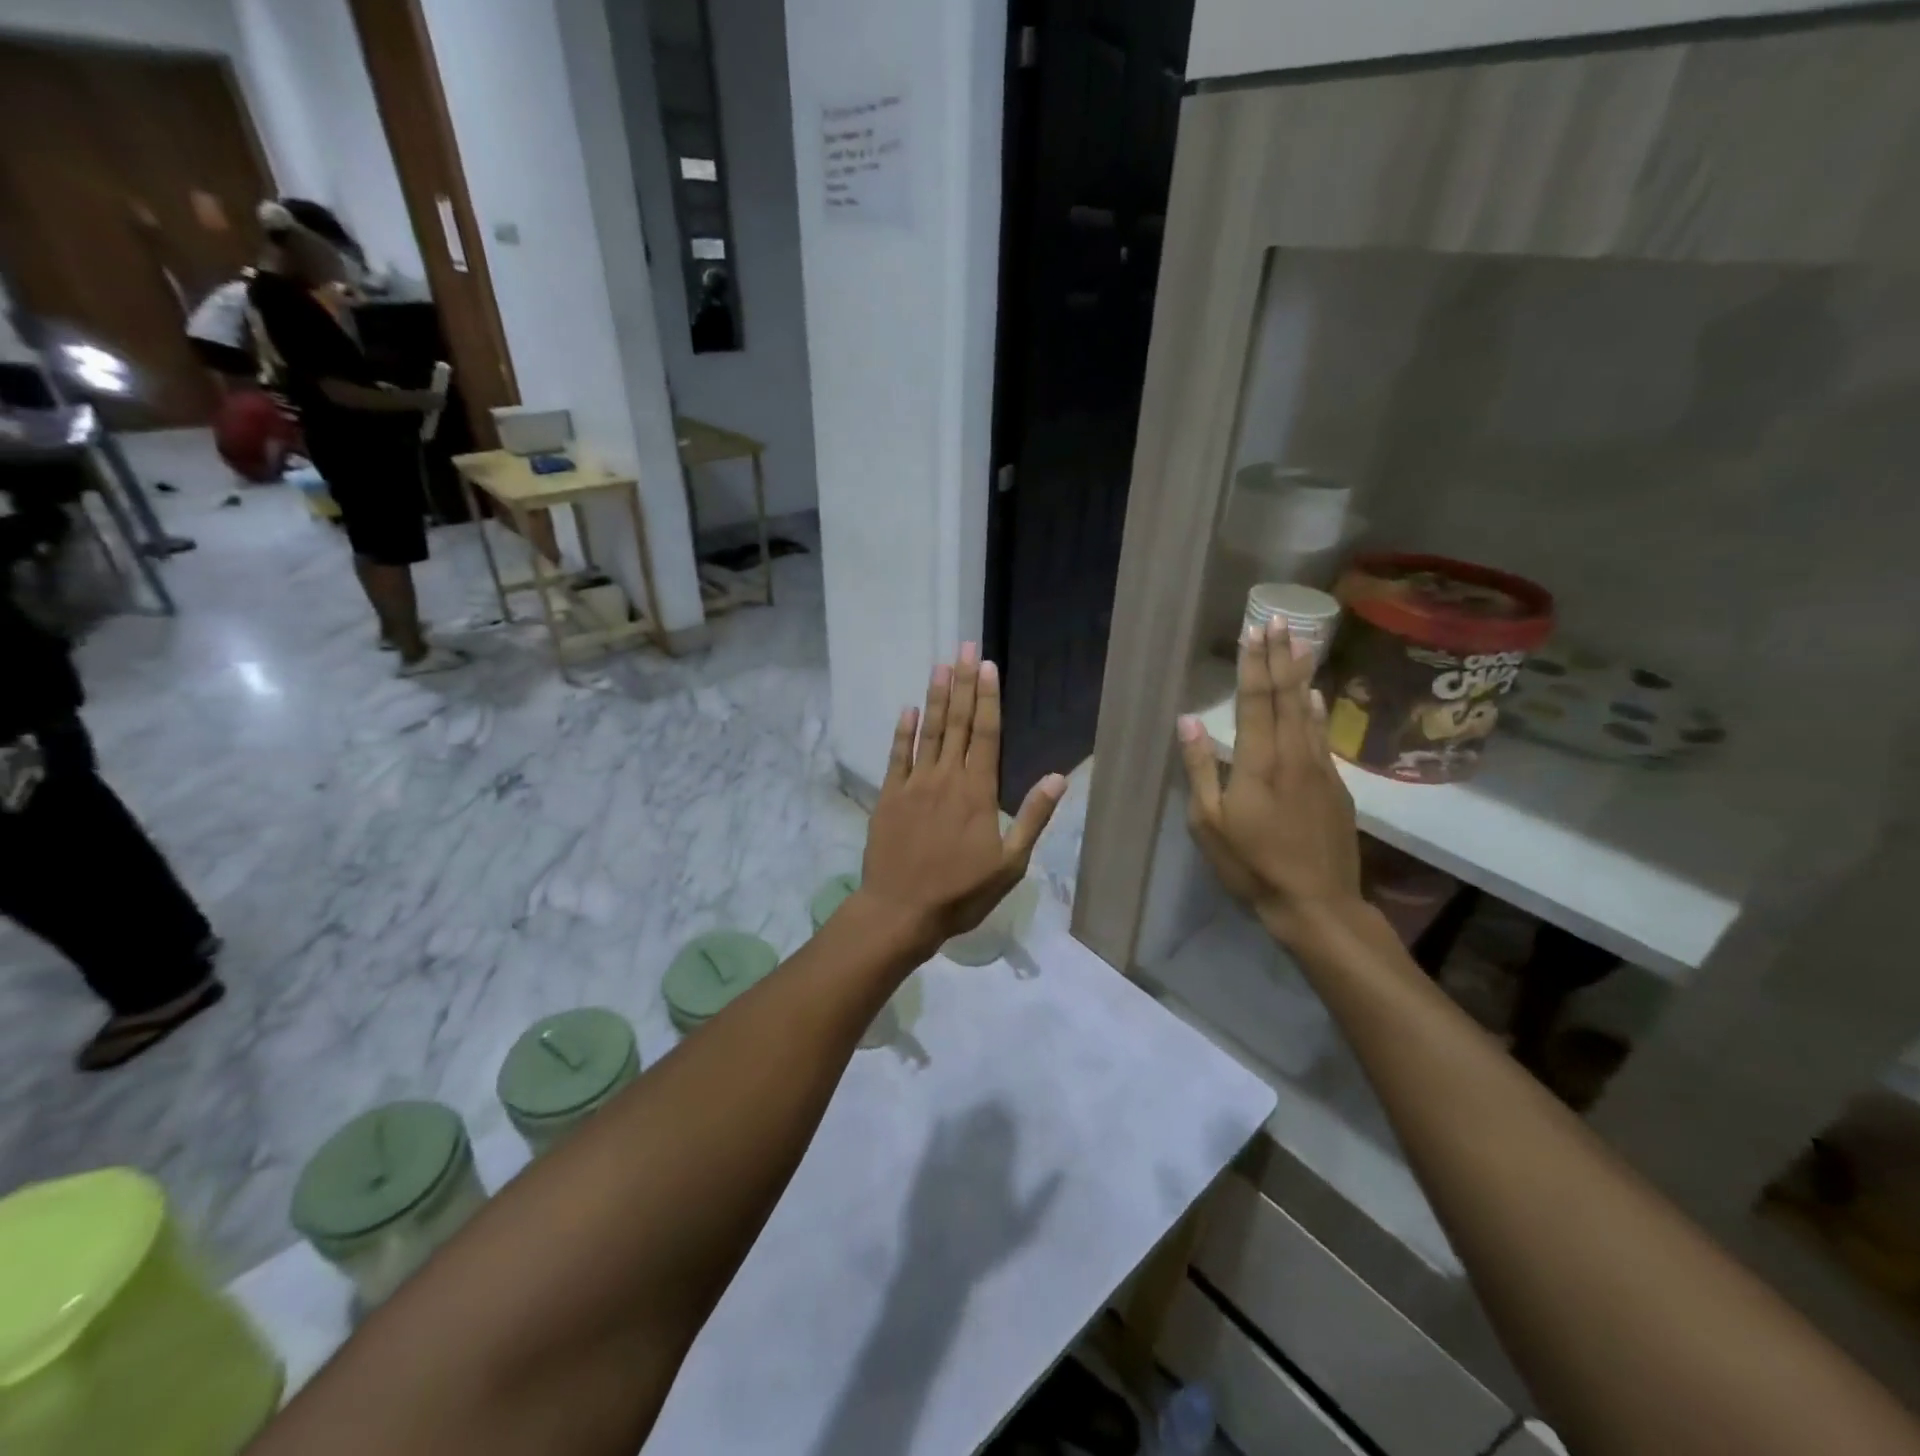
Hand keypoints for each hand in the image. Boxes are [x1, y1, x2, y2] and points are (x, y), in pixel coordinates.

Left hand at [858, 643, 1067, 954]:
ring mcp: (915, 784)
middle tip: (965, 647)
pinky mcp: (890, 796)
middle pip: (957, 723)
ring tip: (940, 665)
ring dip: (936, 697)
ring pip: (928, 731)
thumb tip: (1059, 778)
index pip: (986, 733)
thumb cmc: (961, 891)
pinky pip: (897, 756)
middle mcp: (946, 778)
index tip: (988, 666)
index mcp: (978, 791)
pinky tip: (908, 708)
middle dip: (963, 683)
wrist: (901, 911)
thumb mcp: (1010, 863)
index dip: (988, 698)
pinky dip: (903, 731)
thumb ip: (1032, 817)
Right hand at [1177, 620, 1364, 950]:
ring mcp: (1318, 768)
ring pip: (1309, 711)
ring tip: (1300, 642)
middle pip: (1286, 696)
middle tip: (1279, 619)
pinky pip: (1322, 735)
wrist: (1316, 903)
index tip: (1254, 631)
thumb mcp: (1209, 822)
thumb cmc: (1251, 865)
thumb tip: (1188, 720)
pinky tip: (1316, 695)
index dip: (1253, 664)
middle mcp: (1292, 755)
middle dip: (1280, 655)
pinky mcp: (1335, 786)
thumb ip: (1199, 768)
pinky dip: (1318, 710)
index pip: (1255, 701)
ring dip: (1301, 674)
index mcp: (1258, 762)